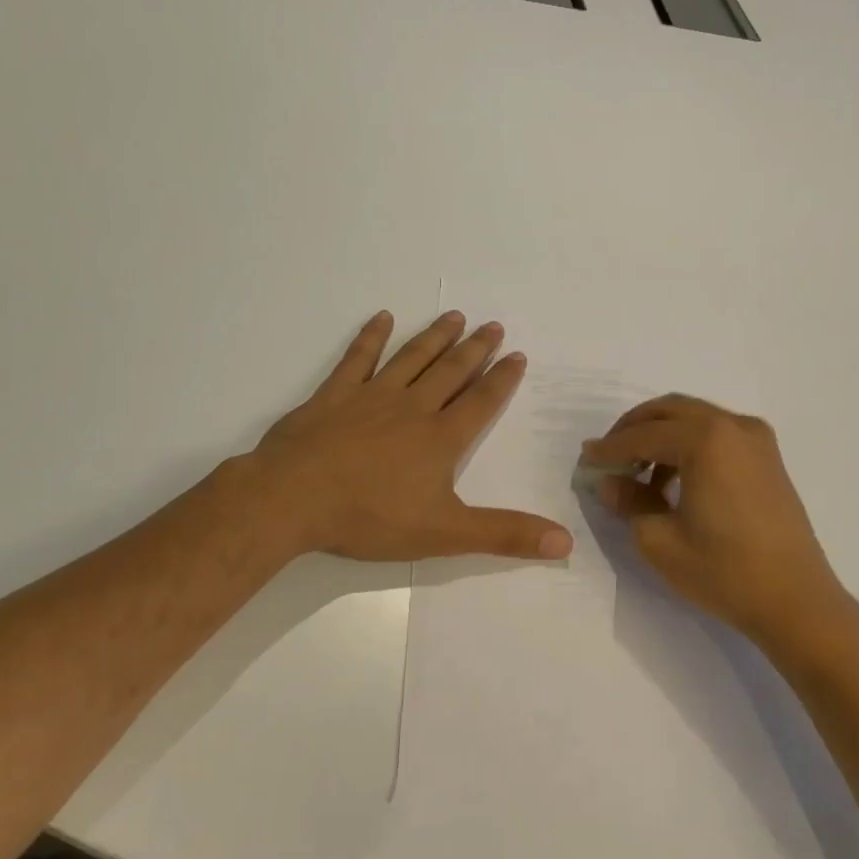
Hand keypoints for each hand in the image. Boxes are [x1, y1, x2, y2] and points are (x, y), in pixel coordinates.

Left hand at [240, 311, 573, 562]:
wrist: (293, 499)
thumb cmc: (371, 517)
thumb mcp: (445, 534)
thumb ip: (504, 534)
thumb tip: (565, 542)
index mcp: (441, 438)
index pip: (481, 402)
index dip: (503, 379)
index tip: (518, 355)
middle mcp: (412, 408)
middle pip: (451, 371)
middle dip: (476, 349)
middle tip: (494, 325)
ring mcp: (371, 396)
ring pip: (412, 358)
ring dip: (436, 336)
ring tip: (455, 316)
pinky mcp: (333, 395)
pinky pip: (357, 358)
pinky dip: (371, 337)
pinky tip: (383, 318)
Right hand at [581, 395, 853, 646]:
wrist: (796, 601)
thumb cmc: (724, 571)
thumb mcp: (660, 540)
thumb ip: (629, 501)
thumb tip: (608, 481)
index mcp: (706, 439)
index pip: (644, 435)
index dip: (610, 447)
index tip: (585, 458)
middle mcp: (734, 426)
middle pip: (671, 410)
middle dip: (635, 428)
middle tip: (609, 454)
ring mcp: (757, 439)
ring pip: (695, 418)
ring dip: (662, 435)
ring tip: (637, 471)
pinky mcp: (768, 458)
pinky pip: (718, 434)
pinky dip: (689, 444)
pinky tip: (673, 479)